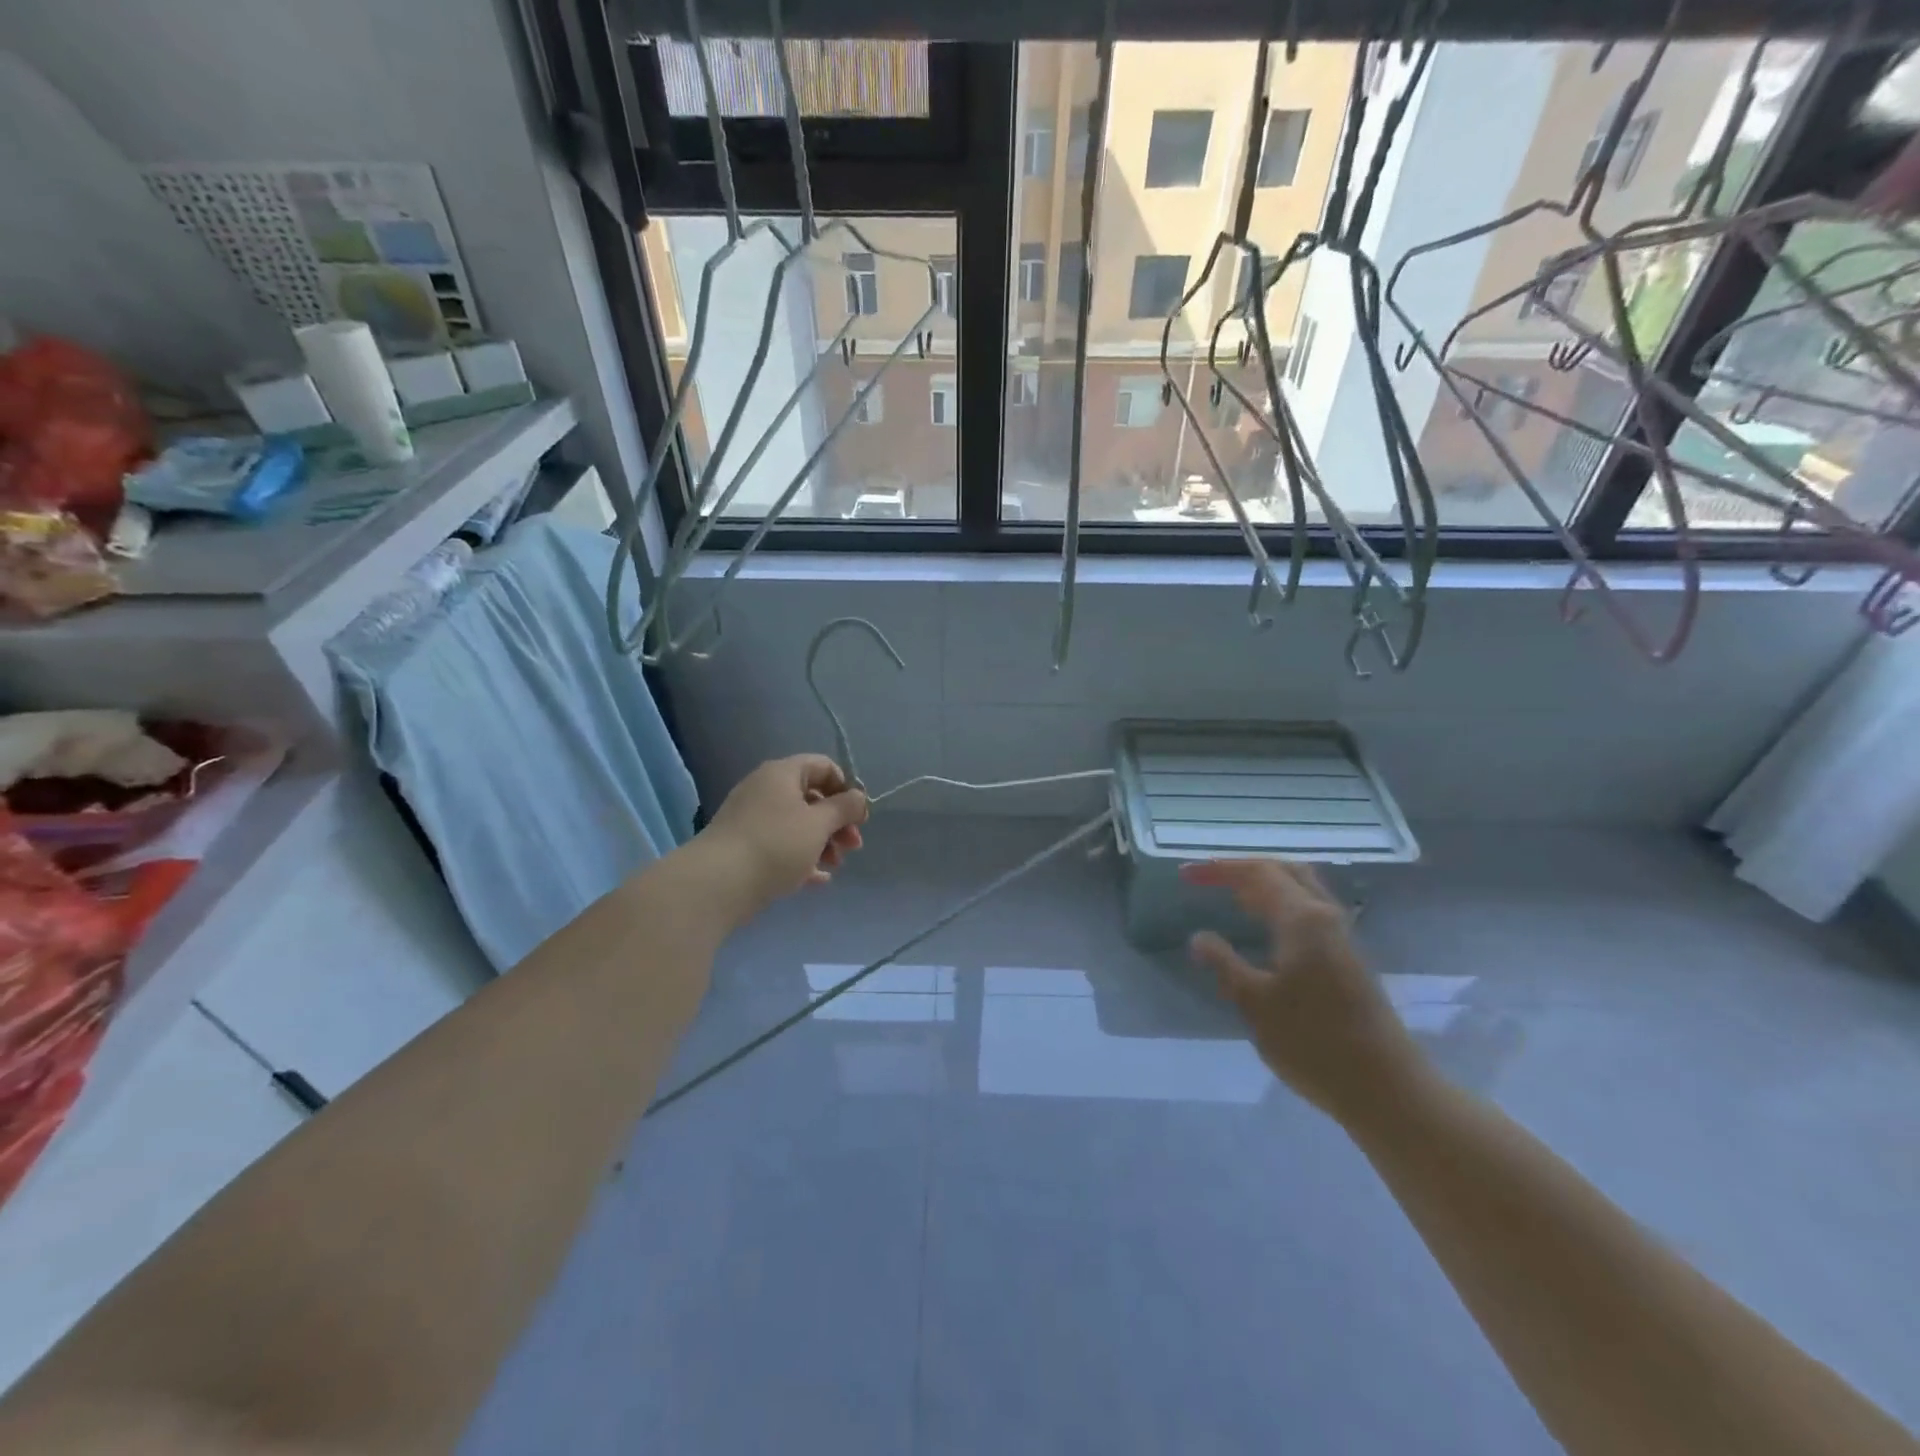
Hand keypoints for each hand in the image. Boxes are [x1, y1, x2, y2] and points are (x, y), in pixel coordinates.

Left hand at [697, 755, 868, 917]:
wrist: (717, 883)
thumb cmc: (776, 844)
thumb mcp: (819, 824)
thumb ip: (844, 808)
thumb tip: (859, 797)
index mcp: (783, 774)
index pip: (823, 767)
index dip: (846, 789)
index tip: (859, 817)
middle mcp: (765, 789)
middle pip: (812, 798)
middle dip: (837, 822)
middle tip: (853, 847)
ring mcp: (752, 818)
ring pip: (797, 824)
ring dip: (822, 842)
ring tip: (833, 866)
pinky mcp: (744, 846)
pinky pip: (781, 845)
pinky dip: (801, 857)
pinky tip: (817, 879)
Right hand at [1182, 859, 1425, 1120]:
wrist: (1386, 1089)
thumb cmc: (1314, 1042)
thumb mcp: (1254, 1003)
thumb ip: (1224, 964)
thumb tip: (1198, 937)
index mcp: (1303, 919)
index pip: (1257, 873)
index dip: (1219, 869)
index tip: (1185, 874)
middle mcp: (1326, 917)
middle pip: (1285, 871)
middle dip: (1245, 869)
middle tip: (1210, 879)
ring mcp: (1342, 938)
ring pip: (1302, 891)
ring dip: (1265, 885)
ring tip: (1232, 896)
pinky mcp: (1349, 960)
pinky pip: (1310, 912)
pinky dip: (1281, 905)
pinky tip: (1266, 927)